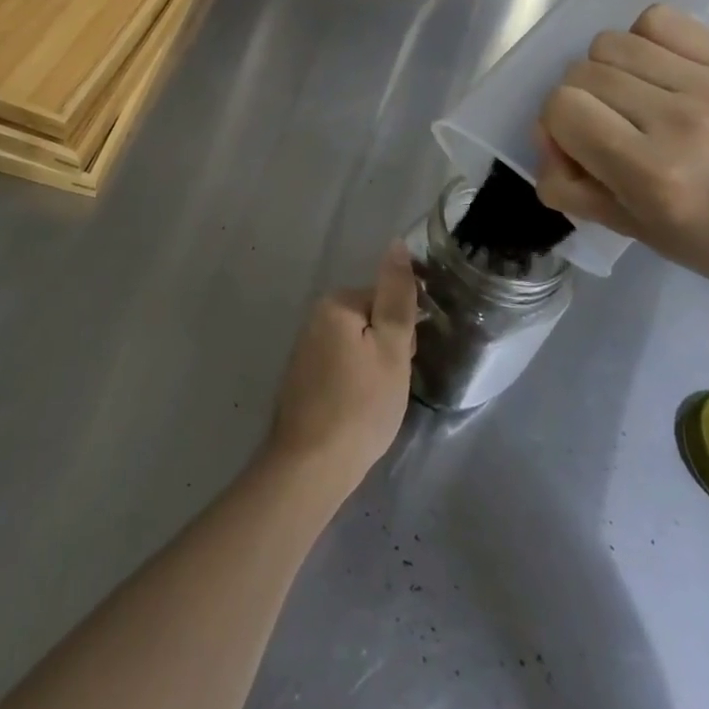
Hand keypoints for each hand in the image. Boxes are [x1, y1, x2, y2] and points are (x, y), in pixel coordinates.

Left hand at [266, 244, 418, 499]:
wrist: (311, 464)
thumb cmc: (360, 405)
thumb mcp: (391, 348)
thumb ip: (396, 295)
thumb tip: (397, 244)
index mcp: (336, 303)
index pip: (387, 300)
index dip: (404, 333)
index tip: (404, 361)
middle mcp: (315, 317)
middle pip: (372, 321)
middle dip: (389, 349)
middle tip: (390, 386)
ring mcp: (306, 348)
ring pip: (359, 346)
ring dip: (374, 367)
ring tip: (377, 402)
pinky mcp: (304, 376)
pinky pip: (342, 366)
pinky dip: (356, 382)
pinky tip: (358, 408)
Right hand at [535, 4, 708, 313]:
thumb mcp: (632, 231)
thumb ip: (571, 185)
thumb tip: (546, 139)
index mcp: (652, 173)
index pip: (561, 108)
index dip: (556, 129)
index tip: (578, 151)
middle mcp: (679, 120)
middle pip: (580, 72)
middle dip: (578, 102)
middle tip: (605, 129)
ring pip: (611, 42)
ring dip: (606, 70)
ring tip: (633, 97)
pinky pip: (659, 19)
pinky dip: (644, 40)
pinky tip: (659, 69)